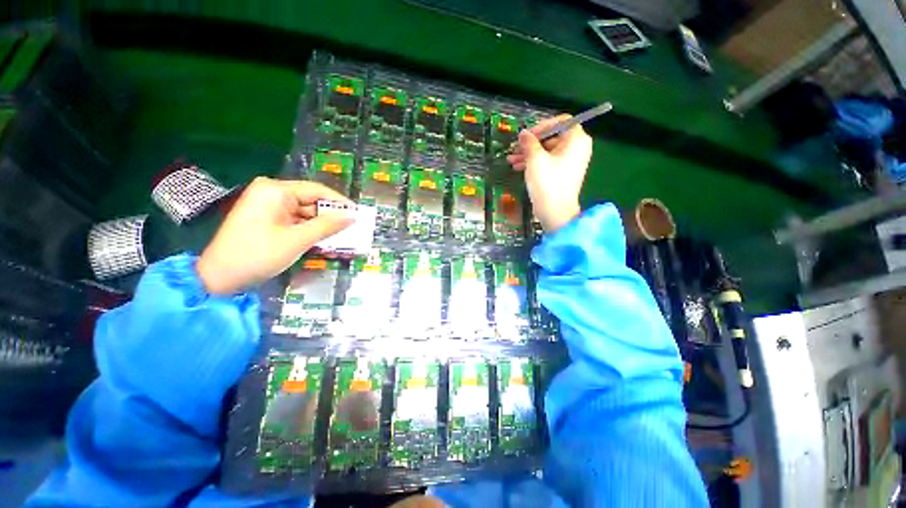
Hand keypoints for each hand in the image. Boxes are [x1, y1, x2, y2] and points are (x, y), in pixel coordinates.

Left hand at [197, 177, 353, 294]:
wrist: (219, 278)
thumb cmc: (258, 255)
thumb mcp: (298, 240)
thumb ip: (328, 226)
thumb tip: (353, 216)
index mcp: (275, 190)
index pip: (317, 190)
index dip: (340, 202)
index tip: (358, 214)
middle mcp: (270, 193)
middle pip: (310, 201)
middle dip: (330, 217)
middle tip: (351, 230)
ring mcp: (266, 206)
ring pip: (304, 213)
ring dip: (321, 226)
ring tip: (340, 238)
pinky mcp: (265, 218)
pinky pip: (294, 220)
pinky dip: (308, 230)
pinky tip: (322, 240)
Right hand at [506, 114, 591, 232]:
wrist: (555, 212)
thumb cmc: (547, 183)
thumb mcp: (535, 159)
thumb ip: (529, 142)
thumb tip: (524, 133)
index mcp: (576, 139)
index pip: (560, 121)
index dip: (541, 126)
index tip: (526, 136)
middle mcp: (576, 148)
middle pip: (551, 137)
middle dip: (531, 143)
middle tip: (514, 149)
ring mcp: (570, 162)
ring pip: (547, 151)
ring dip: (528, 154)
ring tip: (511, 160)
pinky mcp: (562, 173)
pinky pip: (548, 161)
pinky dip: (534, 163)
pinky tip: (517, 167)